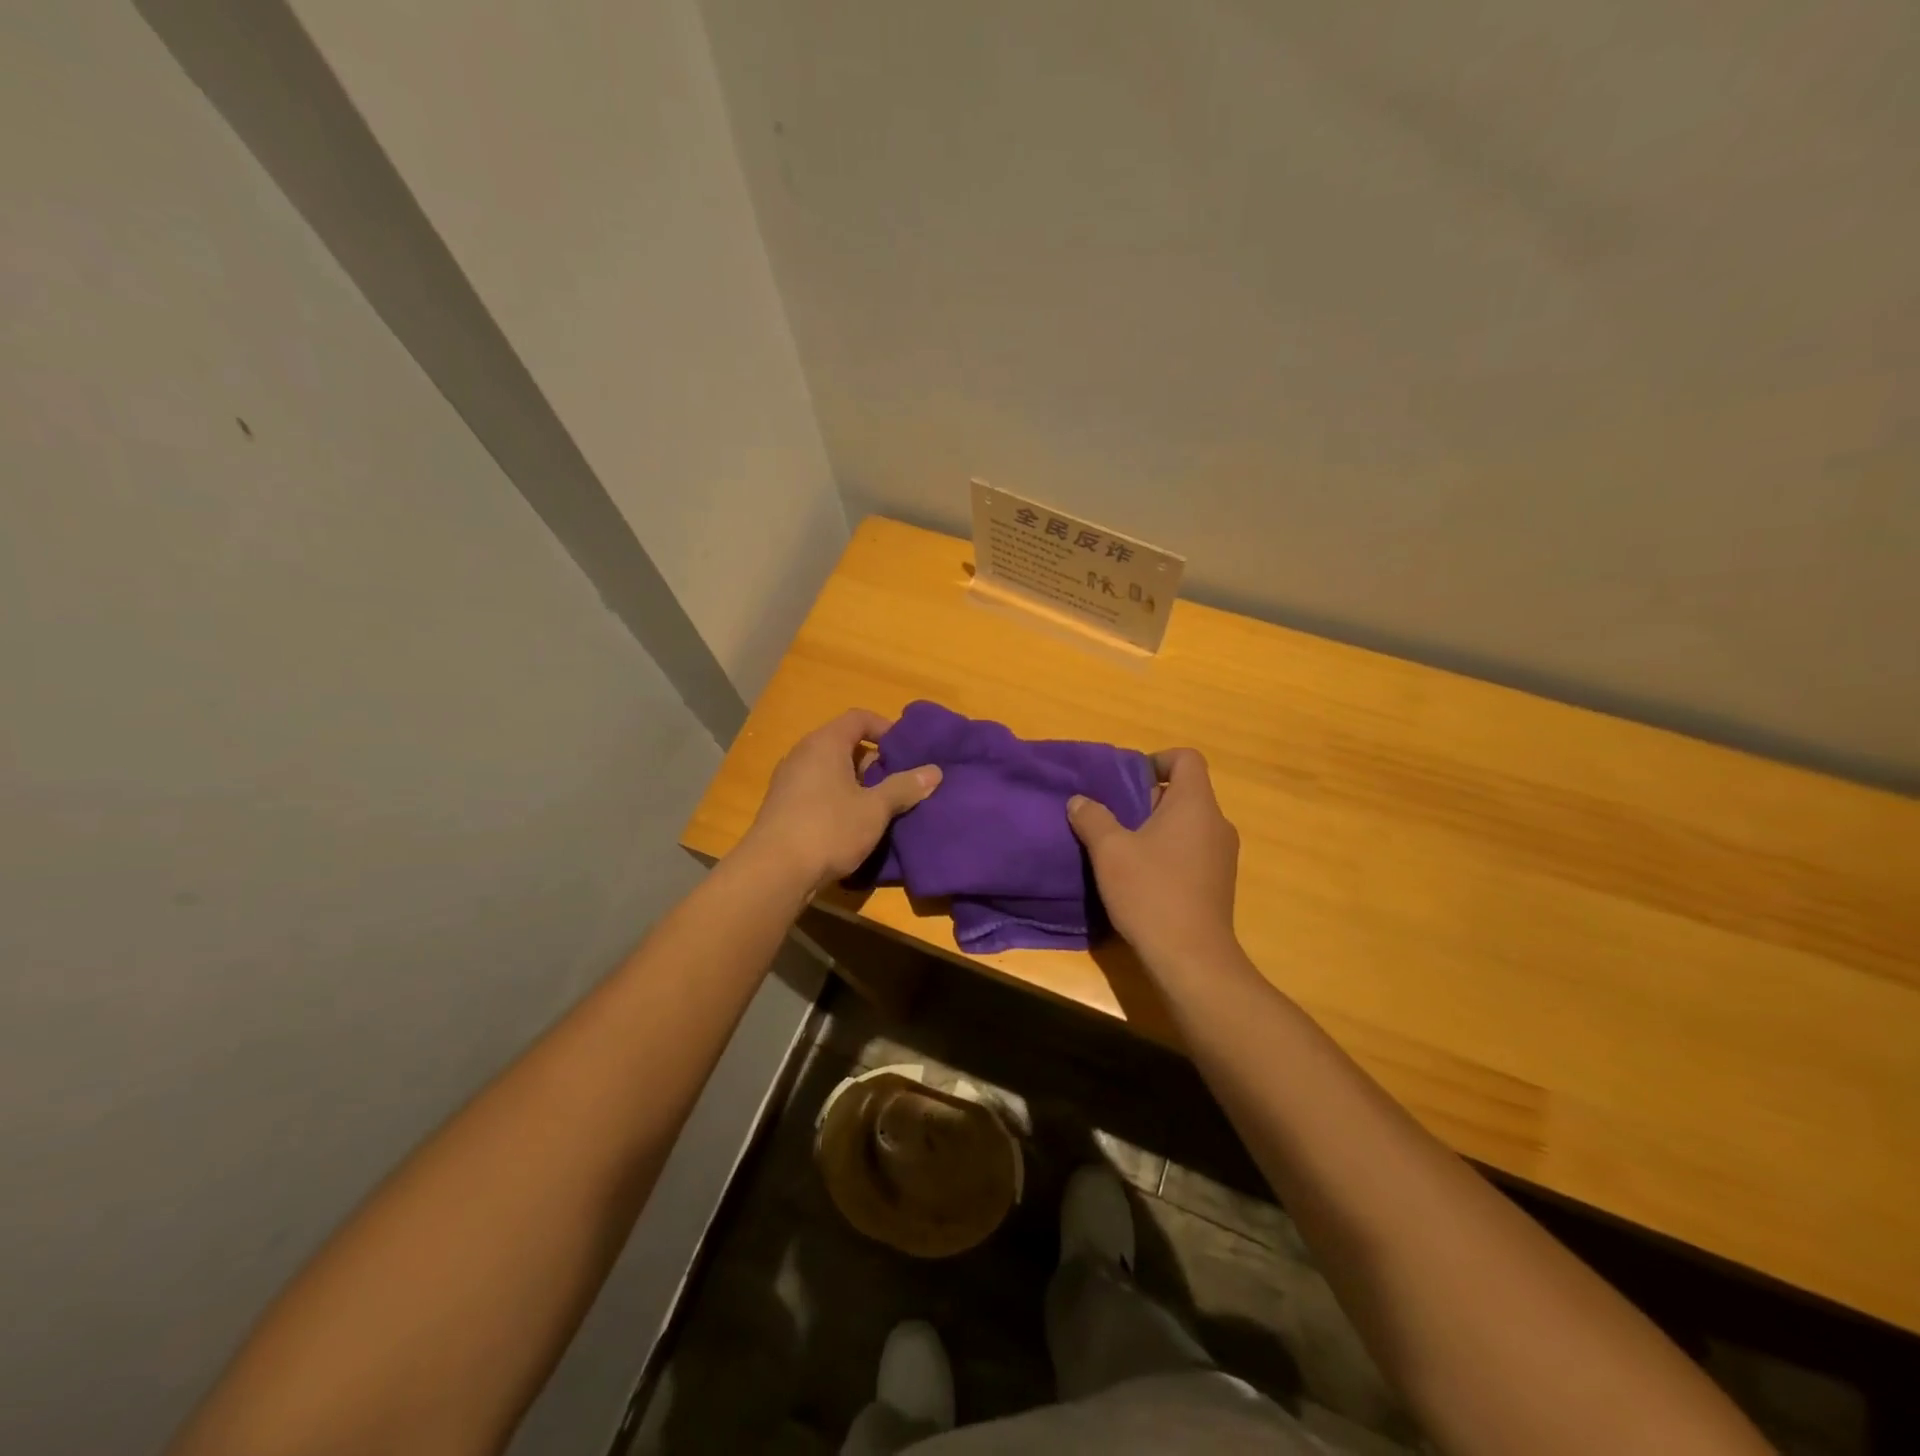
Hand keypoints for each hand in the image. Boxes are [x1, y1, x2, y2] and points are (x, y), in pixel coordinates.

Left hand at [739, 709, 941, 889]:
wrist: (774, 872)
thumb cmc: (829, 829)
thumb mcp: (875, 809)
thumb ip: (905, 787)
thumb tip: (935, 771)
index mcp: (825, 743)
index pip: (859, 718)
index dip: (886, 728)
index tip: (906, 751)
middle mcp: (802, 754)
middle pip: (844, 743)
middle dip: (874, 760)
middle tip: (899, 781)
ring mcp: (788, 780)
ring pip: (831, 770)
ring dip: (857, 783)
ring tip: (881, 805)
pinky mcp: (782, 806)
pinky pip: (817, 790)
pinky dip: (838, 798)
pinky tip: (853, 824)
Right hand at [1068, 748, 1240, 972]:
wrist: (1192, 958)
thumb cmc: (1151, 893)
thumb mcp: (1109, 851)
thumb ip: (1093, 818)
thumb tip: (1079, 801)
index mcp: (1195, 805)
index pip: (1186, 759)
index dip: (1157, 760)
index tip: (1127, 781)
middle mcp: (1217, 823)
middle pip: (1185, 792)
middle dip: (1148, 799)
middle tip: (1114, 817)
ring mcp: (1223, 855)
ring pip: (1188, 824)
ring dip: (1156, 829)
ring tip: (1123, 849)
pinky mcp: (1219, 883)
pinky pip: (1193, 851)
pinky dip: (1169, 853)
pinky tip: (1142, 878)